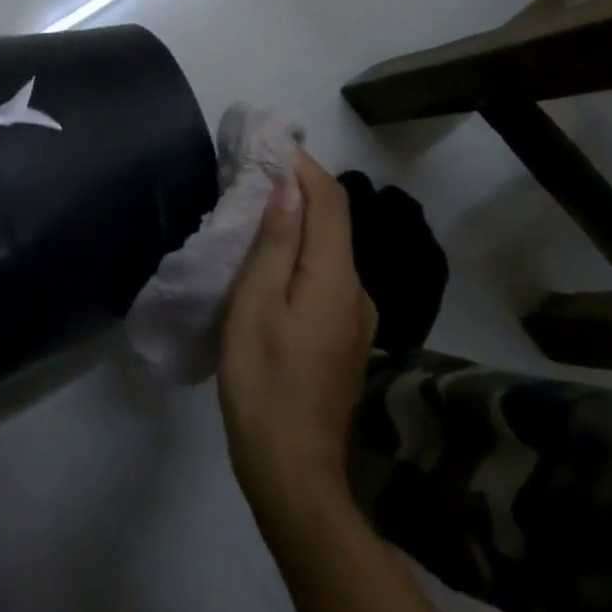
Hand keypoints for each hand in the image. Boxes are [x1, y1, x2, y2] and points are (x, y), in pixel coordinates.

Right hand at [218, 152, 377, 529]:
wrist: (292, 469)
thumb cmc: (262, 381)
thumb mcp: (255, 304)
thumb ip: (276, 242)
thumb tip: (290, 186)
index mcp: (336, 278)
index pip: (330, 201)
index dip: (303, 166)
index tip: (268, 143)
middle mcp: (358, 291)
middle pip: (335, 222)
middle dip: (299, 188)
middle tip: (253, 171)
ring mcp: (357, 318)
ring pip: (331, 250)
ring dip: (299, 220)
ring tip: (255, 209)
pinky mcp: (345, 338)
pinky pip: (327, 277)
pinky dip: (302, 253)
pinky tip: (272, 262)